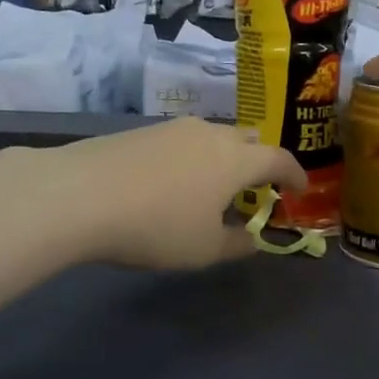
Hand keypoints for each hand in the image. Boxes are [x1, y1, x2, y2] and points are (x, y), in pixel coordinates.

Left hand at [7, 119, 306, 270]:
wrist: (78, 194)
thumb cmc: (156, 226)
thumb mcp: (203, 250)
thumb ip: (236, 244)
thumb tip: (254, 239)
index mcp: (236, 159)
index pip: (278, 159)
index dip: (294, 175)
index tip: (300, 189)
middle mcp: (210, 134)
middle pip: (248, 139)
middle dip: (259, 160)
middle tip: (256, 186)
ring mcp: (173, 128)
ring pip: (212, 137)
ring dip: (223, 158)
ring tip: (212, 186)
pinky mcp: (141, 131)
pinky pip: (182, 141)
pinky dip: (191, 158)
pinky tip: (173, 182)